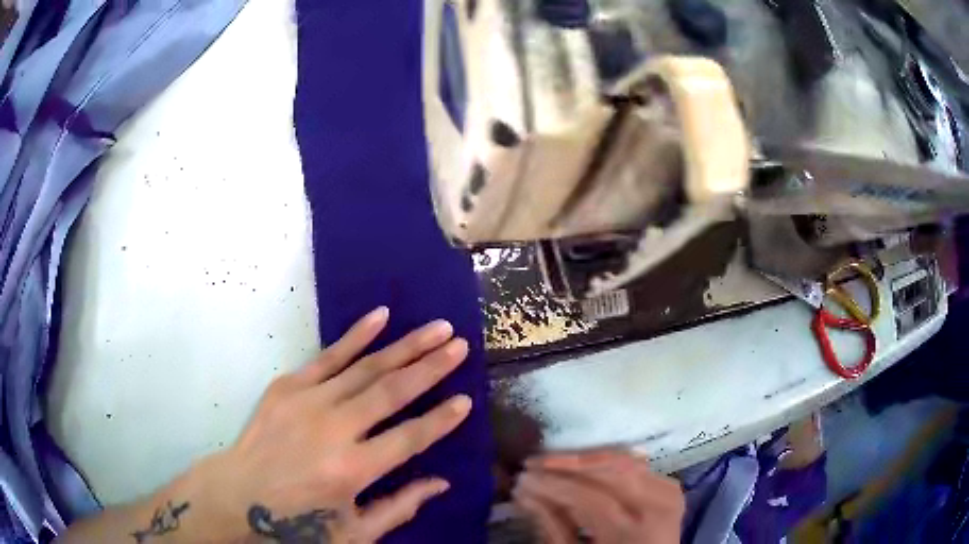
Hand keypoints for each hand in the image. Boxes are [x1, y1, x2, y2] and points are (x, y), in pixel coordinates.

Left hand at [195, 307, 472, 542]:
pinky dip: (357, 336)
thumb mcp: (354, 532)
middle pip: (392, 392)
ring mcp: (308, 402)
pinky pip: (329, 356)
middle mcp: (334, 430)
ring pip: (366, 368)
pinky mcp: (287, 386)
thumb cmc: (299, 520)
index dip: (441, 419)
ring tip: (437, 328)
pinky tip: (381, 316)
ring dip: (405, 346)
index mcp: (353, 470)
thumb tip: (441, 483)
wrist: (238, 494)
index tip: (466, 399)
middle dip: (431, 367)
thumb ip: (400, 508)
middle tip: (461, 345)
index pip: (410, 438)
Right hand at [513, 449, 684, 542]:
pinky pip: (636, 465)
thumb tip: (525, 493)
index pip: (590, 496)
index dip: (554, 485)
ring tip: (551, 462)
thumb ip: (553, 527)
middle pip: (611, 470)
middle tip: (532, 463)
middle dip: (568, 463)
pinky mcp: (670, 487)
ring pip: (625, 461)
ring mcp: (669, 493)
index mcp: (635, 532)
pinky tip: (582, 465)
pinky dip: (607, 463)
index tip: (523, 478)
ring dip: (586, 459)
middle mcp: (659, 506)